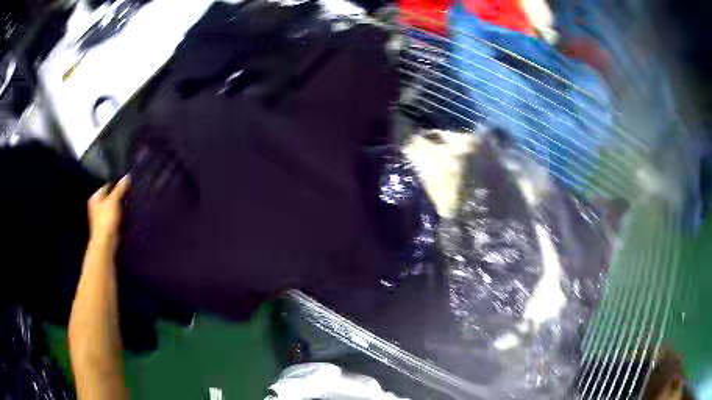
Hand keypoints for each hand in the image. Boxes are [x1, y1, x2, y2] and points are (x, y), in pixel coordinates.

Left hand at [88, 175, 129, 249]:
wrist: (106, 243)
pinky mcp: (107, 225)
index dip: (116, 184)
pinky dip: (120, 214)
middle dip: (118, 195)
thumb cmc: (106, 219)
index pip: (107, 185)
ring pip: (113, 206)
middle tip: (129, 191)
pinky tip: (127, 213)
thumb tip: (127, 176)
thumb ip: (120, 188)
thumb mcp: (114, 200)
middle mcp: (96, 205)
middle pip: (110, 196)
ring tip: (130, 201)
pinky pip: (115, 215)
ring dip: (120, 205)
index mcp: (95, 197)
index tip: (126, 183)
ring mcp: (101, 216)